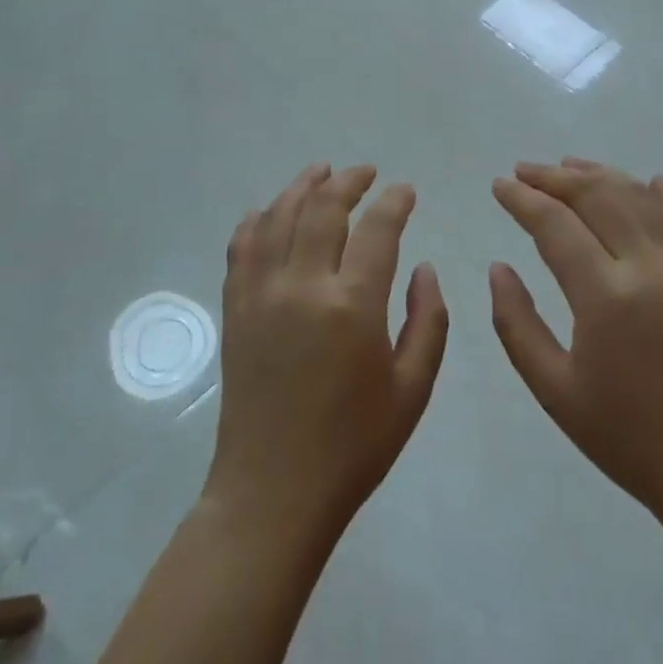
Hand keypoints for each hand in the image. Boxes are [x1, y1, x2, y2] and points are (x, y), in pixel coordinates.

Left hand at [205, 164, 448, 544]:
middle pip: (323, 208)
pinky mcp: (235, 309)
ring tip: (321, 172)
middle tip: (367, 173)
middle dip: (348, 181)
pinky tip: (269, 211)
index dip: (394, 202)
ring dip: (301, 187)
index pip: (377, 229)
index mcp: (352, 306)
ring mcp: (260, 294)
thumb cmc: (354, 446)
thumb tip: (423, 267)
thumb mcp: (412, 389)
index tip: (405, 190)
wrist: (274, 491)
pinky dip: (257, 220)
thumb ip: (427, 320)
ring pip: (278, 217)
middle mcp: (302, 286)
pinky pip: (241, 247)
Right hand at [489, 159, 662, 531]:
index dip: (523, 199)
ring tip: (567, 165)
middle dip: (554, 177)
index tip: (498, 185)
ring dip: (600, 175)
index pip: (555, 225)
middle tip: (523, 171)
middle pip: (597, 196)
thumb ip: (516, 324)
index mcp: (605, 296)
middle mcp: (648, 267)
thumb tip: (498, 268)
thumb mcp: (553, 390)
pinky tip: (646, 181)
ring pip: (638, 197)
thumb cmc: (626, 435)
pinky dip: (658, 194)